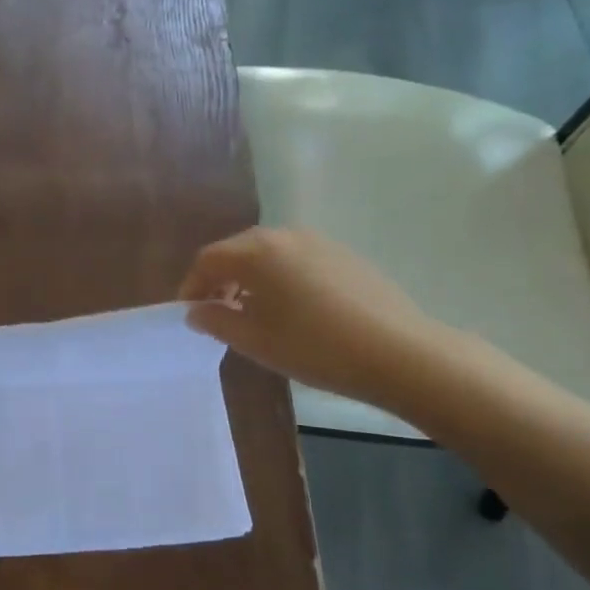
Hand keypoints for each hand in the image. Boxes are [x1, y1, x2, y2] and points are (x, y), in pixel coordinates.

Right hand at [178, 227, 438, 406]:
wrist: (399, 353)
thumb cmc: (314, 347)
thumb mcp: (254, 341)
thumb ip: (216, 322)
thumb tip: (196, 311)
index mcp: (258, 252)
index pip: (208, 259)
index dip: (192, 285)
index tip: (190, 313)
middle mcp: (285, 236)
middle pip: (238, 250)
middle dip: (220, 278)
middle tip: (217, 311)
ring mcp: (318, 242)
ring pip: (269, 253)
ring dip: (250, 277)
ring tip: (252, 312)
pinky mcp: (344, 255)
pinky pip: (296, 259)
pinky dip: (280, 277)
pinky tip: (291, 309)